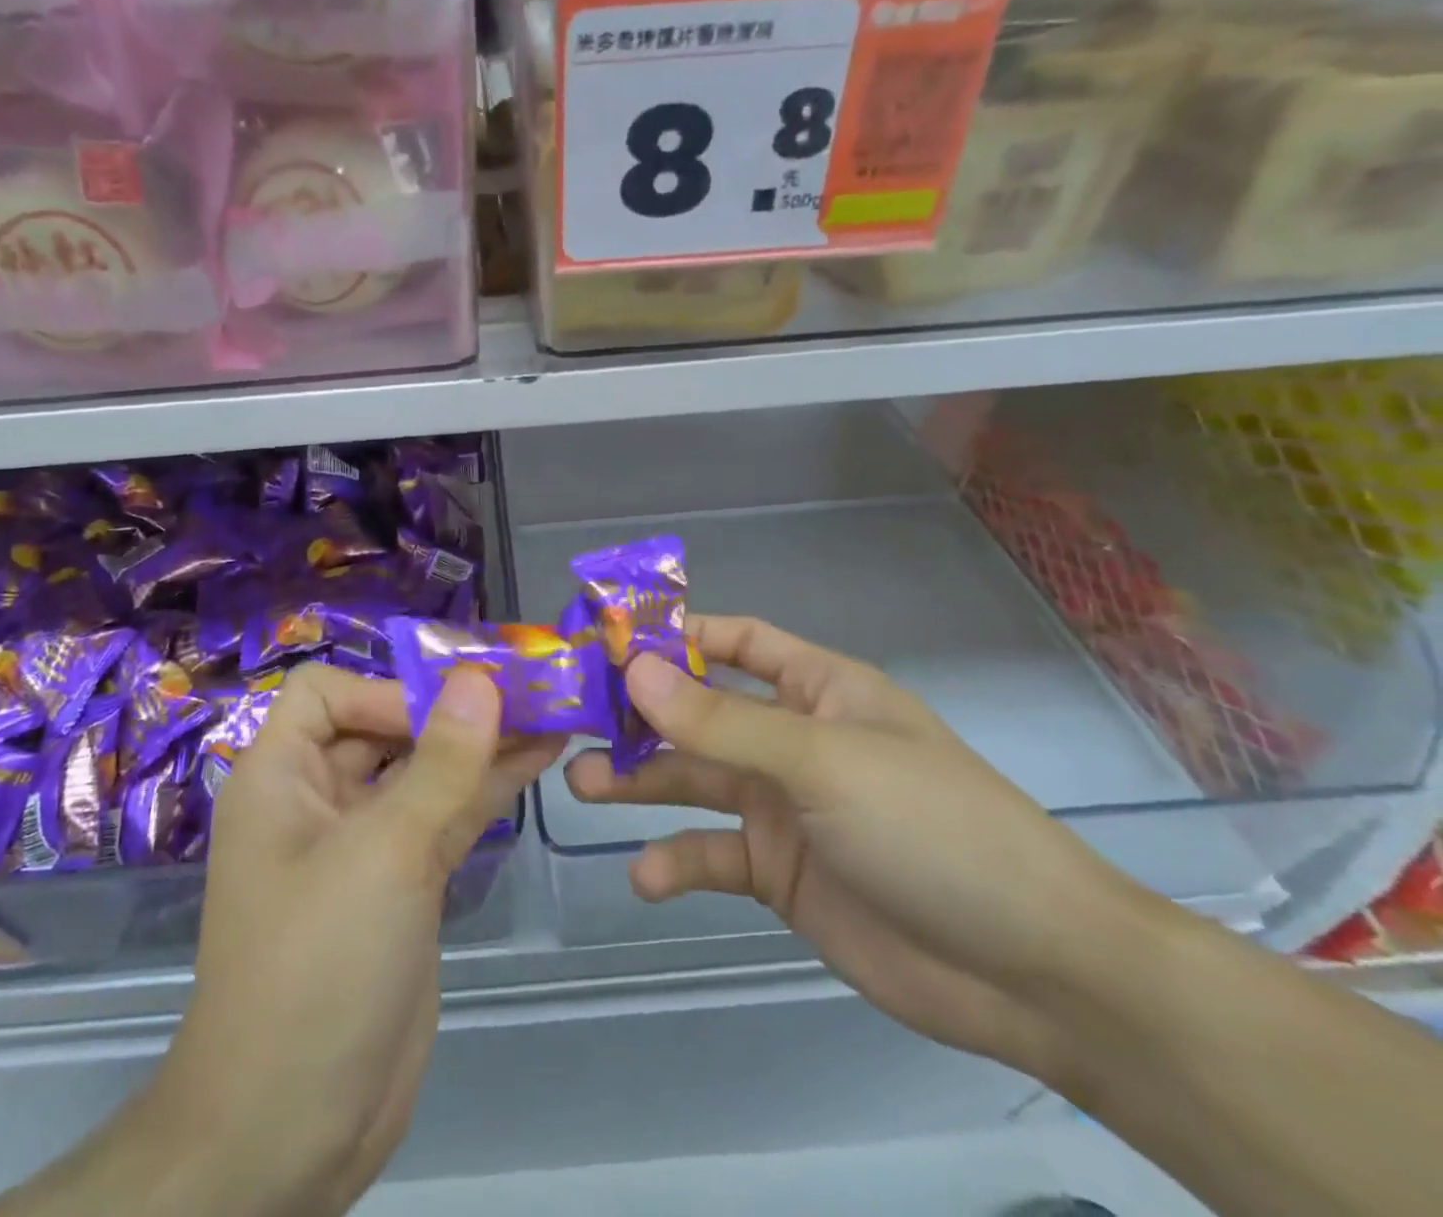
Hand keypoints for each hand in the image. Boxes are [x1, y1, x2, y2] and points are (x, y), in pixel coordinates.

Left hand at [147, 665, 565, 1216]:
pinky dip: (487, 788)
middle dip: (453, 710)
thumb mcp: (383, 853)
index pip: (326, 693)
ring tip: (552, 712)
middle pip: (386, 726)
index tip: (451, 710)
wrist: (292, 1129)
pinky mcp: (403, 882)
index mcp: (282, 777)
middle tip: (530, 690)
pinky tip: (539, 759)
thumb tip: (479, 678)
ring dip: (483, 745)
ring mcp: (365, 843)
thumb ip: (440, 763)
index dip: (386, 690)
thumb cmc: (318, 967)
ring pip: (426, 772)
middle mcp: (319, 798)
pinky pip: (445, 816)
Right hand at [566, 615, 1158, 1081]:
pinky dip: (677, 861)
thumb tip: (635, 668)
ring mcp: (783, 807)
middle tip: (574, 721)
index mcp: (816, 689)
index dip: (674, 635)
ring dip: (640, 783)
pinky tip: (648, 876)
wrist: (1031, 971)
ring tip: (582, 787)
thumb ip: (722, 721)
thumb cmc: (930, 827)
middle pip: (699, 713)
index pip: (734, 640)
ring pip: (694, 781)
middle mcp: (793, 740)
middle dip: (640, 716)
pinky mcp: (779, 872)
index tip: (606, 640)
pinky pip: (713, 854)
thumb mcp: (821, 762)